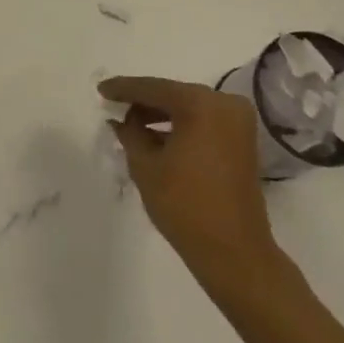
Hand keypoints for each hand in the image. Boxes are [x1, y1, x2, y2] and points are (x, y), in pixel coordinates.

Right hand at [100, 76, 280, 288]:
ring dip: (161, 115)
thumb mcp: (146, 166)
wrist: (235, 254)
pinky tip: (156, 136)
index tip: (101, 89)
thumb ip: (130, 133)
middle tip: (114, 106)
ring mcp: (237, 121)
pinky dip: (180, 126)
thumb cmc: (185, 206)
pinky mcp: (242, 140)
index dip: (124, 89)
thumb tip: (121, 119)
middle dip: (143, 102)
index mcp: (201, 104)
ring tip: (130, 125)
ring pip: (189, 108)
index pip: (154, 88)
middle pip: (173, 95)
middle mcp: (224, 103)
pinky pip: (203, 122)